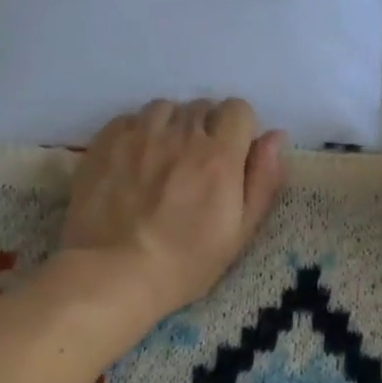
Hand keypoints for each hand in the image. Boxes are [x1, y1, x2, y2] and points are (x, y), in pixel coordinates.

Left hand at [59, 98, 286, 322]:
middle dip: (206, 128)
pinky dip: (139, 132)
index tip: (231, 154)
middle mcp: (181, 134)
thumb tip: (275, 136)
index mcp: (219, 155)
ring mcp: (139, 134)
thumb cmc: (184, 263)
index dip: (238, 129)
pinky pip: (131, 118)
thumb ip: (263, 179)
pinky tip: (134, 160)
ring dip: (171, 126)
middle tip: (197, 164)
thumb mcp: (240, 232)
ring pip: (165, 108)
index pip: (238, 109)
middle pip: (202, 107)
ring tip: (164, 157)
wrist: (112, 275)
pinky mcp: (106, 141)